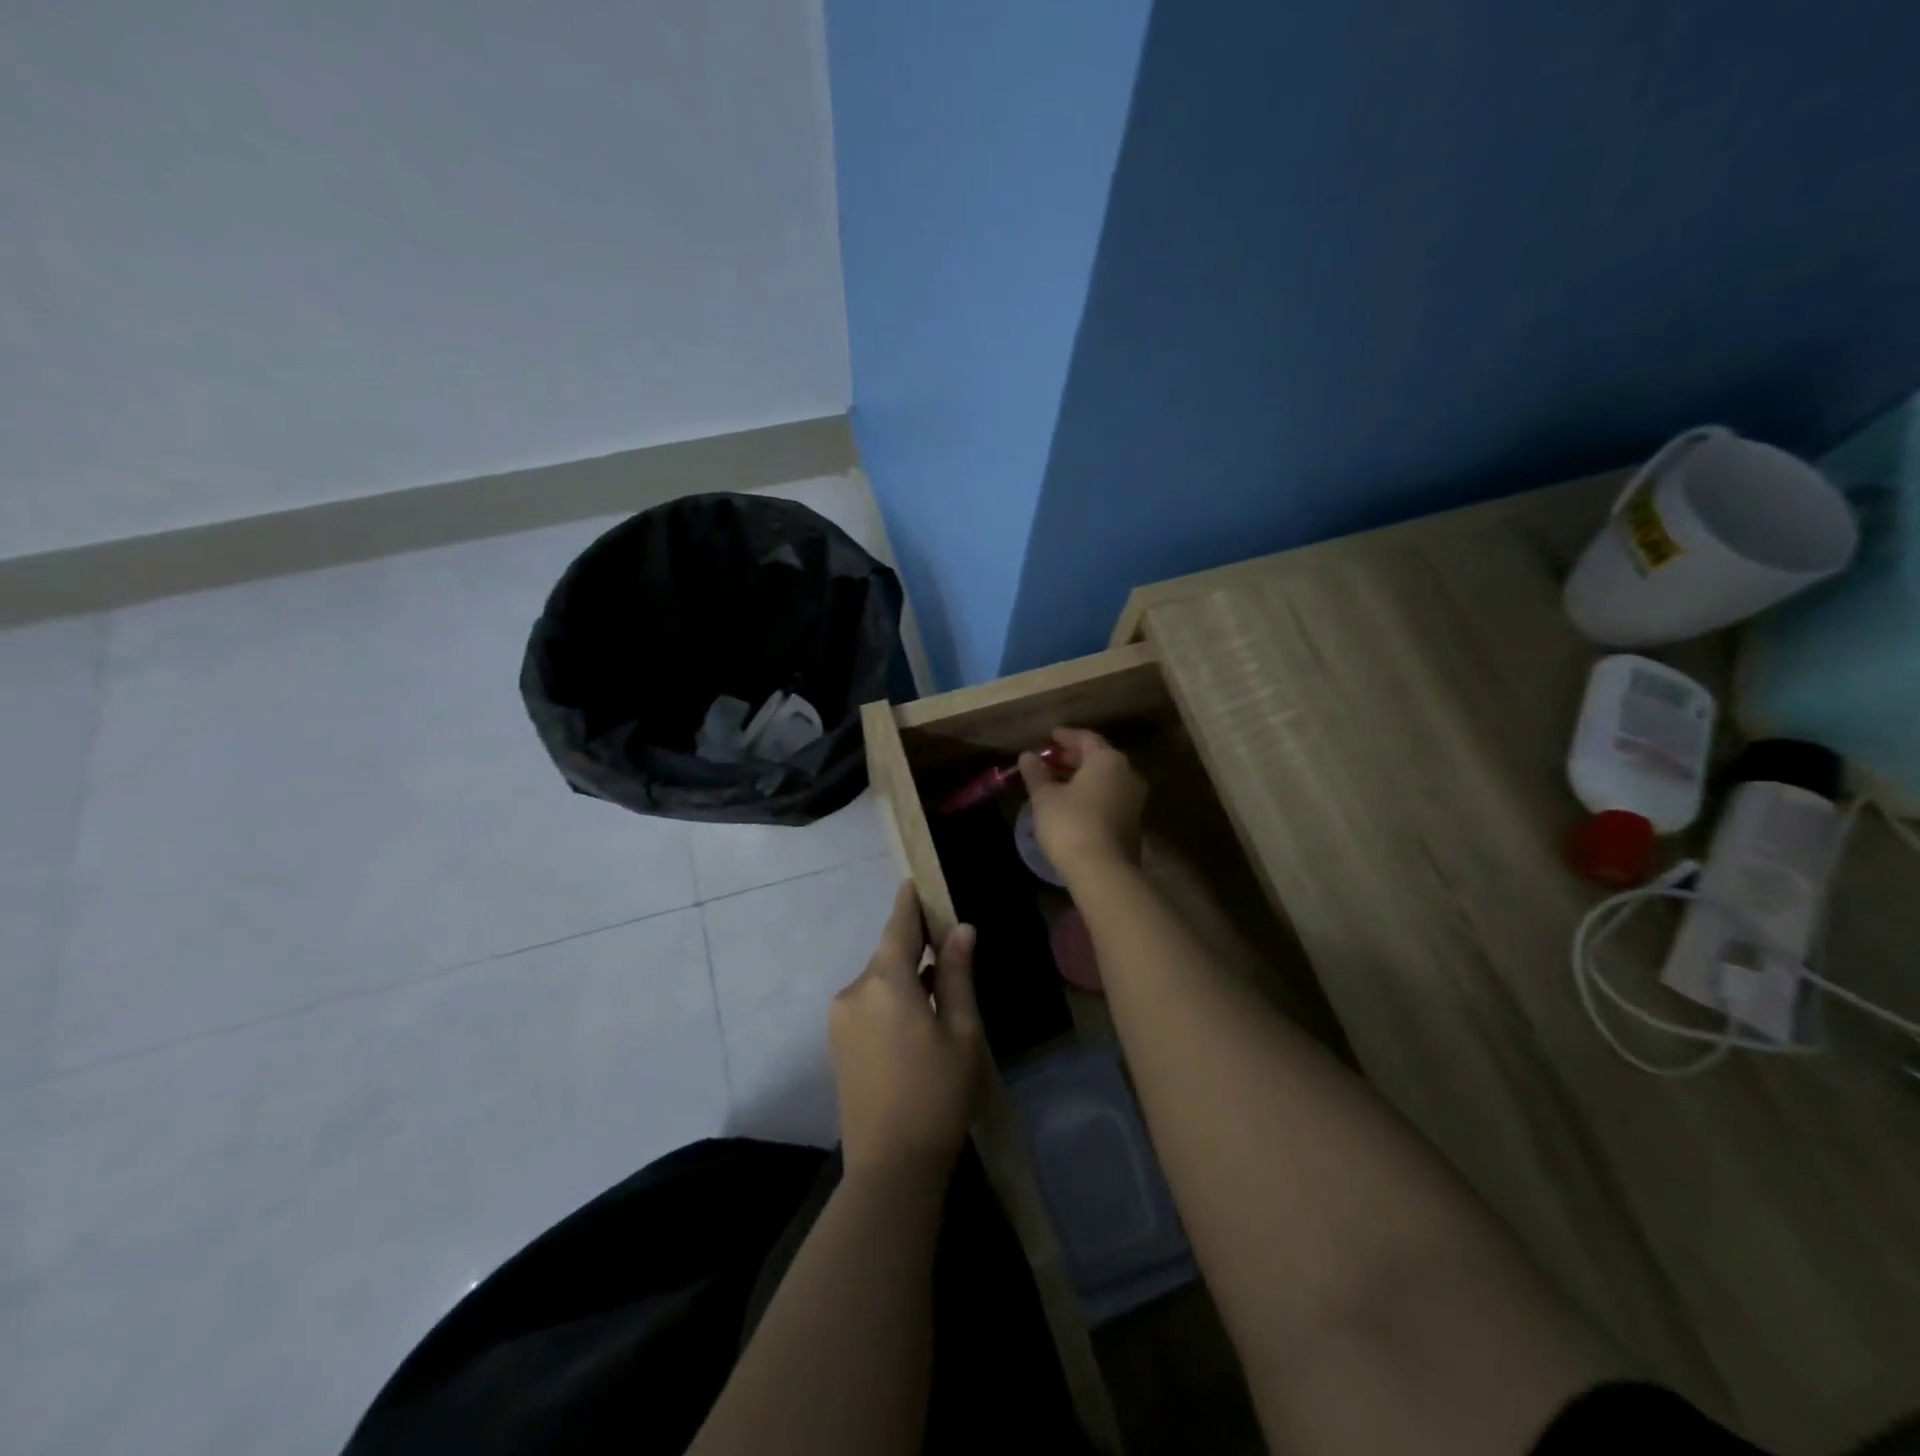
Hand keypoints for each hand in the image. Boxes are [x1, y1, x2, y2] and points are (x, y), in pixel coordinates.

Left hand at [830, 881, 983, 1178]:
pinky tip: (915, 1020)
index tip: (915, 882)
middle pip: (888, 954)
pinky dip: (890, 999)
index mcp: (886, 982)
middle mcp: (855, 990)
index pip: (898, 926)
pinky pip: (867, 1004)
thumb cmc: (938, 1094)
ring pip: (878, 981)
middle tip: (946, 947)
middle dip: (914, 946)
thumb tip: (960, 930)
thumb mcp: (961, 1031)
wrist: (890, 1166)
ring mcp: (841, 1018)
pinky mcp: (837, 1043)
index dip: (909, 903)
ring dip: (903, 978)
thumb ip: (956, 975)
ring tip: (938, 990)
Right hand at [1018, 727, 1147, 876]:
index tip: (1050, 737)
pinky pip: (1110, 798)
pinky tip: (1073, 804)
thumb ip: (1037, 774)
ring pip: (1105, 779)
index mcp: (1108, 760)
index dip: (1066, 736)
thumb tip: (1027, 756)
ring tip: (1058, 783)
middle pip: (1099, 758)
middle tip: (1051, 760)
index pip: (1086, 738)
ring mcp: (1134, 800)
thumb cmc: (1071, 824)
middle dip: (1074, 758)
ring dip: (1083, 778)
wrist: (1103, 871)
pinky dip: (1092, 795)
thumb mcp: (1045, 797)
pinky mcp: (1133, 823)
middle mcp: (1127, 774)